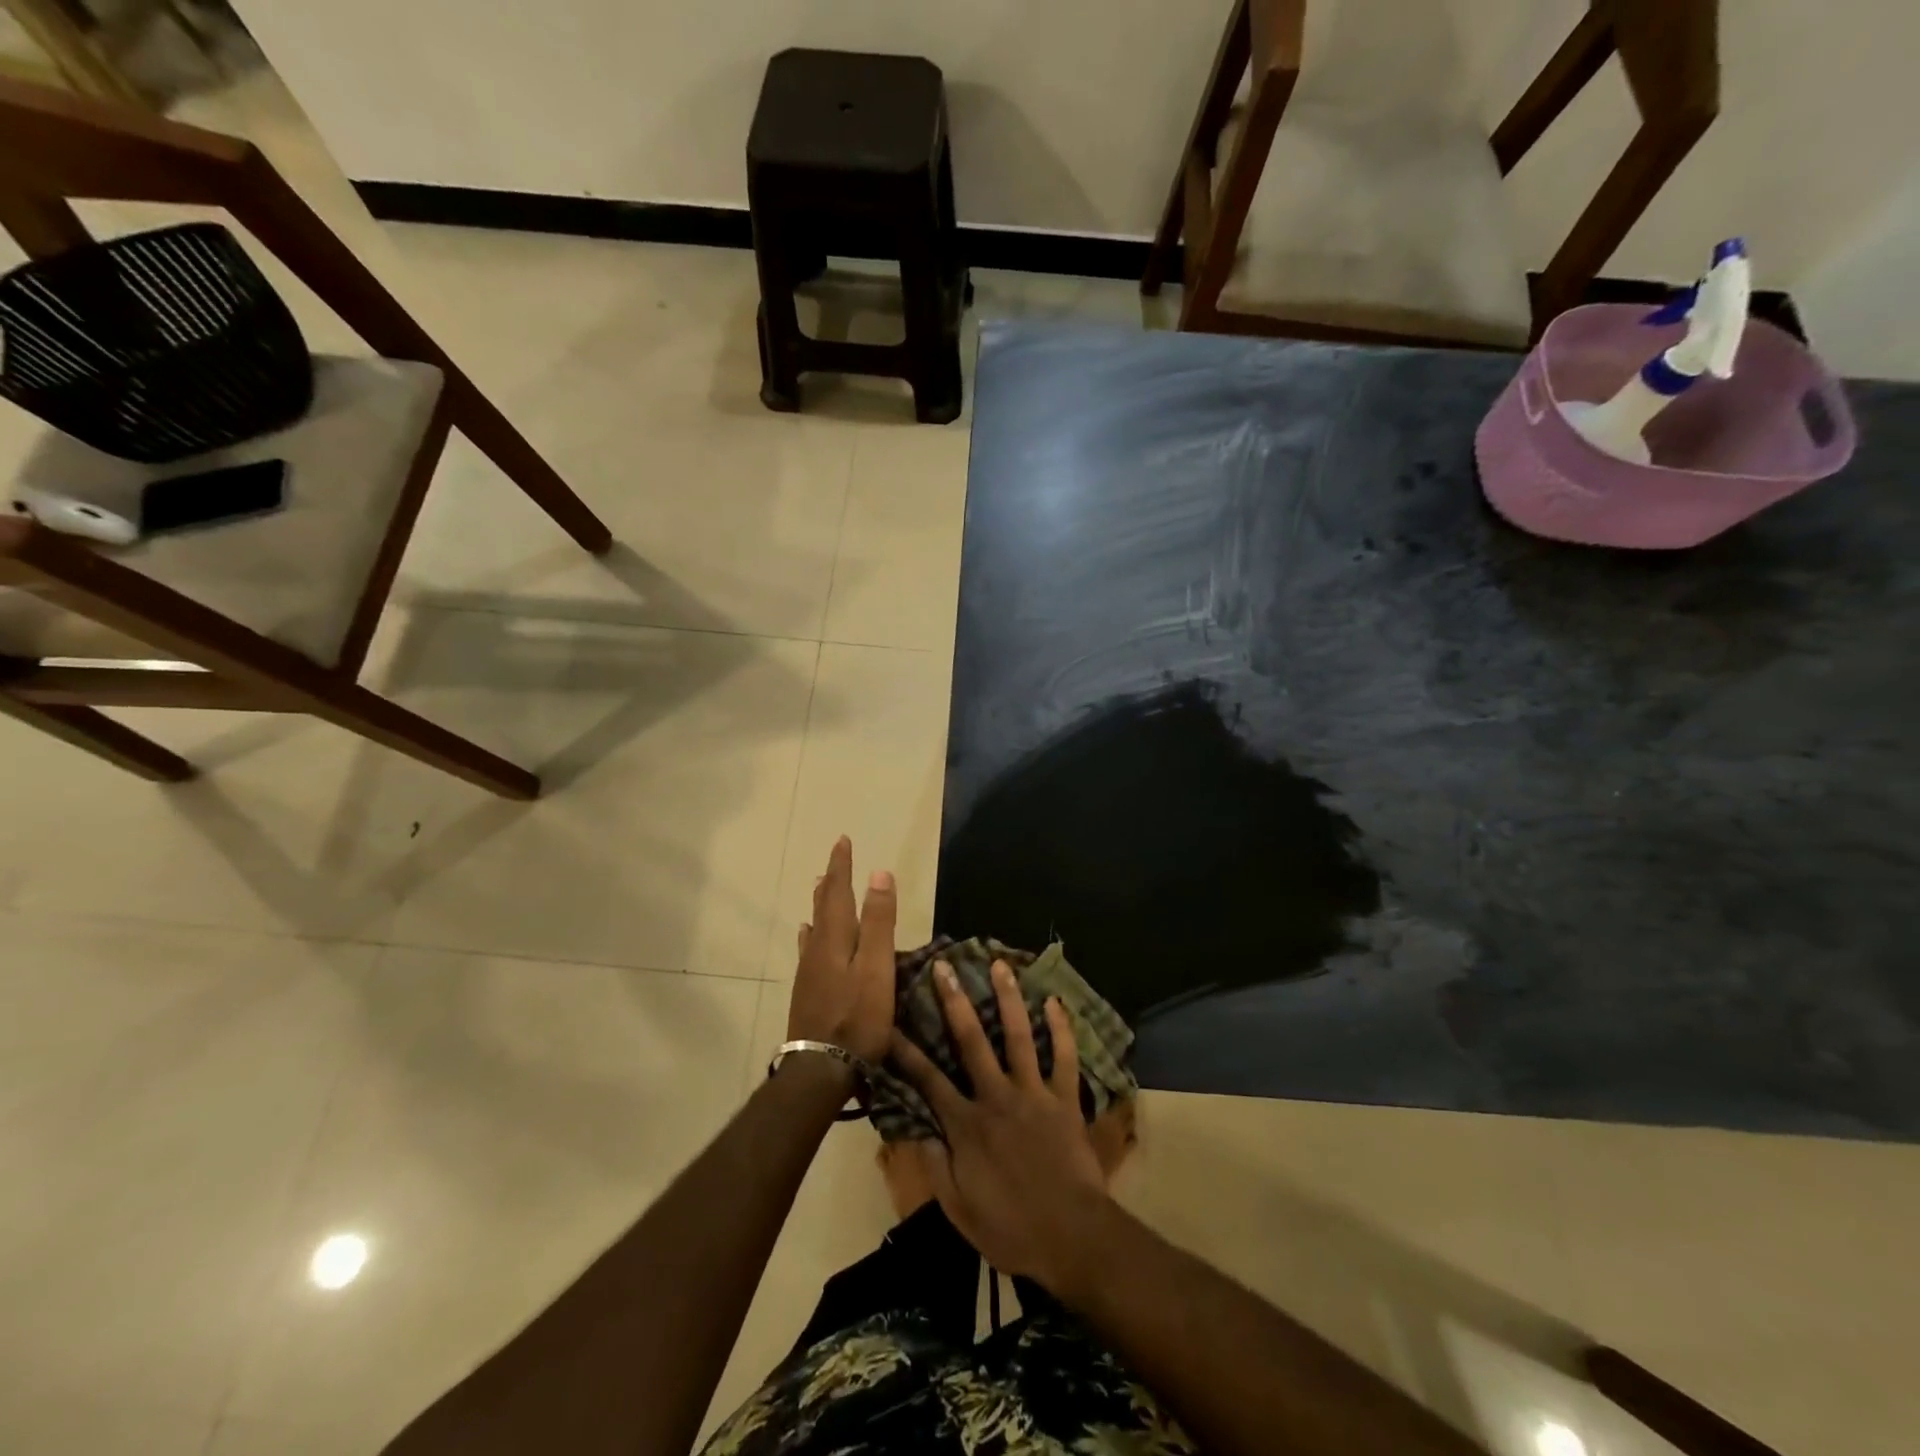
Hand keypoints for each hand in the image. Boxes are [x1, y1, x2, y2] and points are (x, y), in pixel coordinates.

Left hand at [787, 837, 896, 1063]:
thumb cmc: (857, 1018)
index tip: (842, 840)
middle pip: (824, 906)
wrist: (820, 1070)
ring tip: (820, 888)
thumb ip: (878, 922)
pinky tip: (807, 937)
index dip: (841, 866)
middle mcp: (817, 949)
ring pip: (815, 927)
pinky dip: (811, 934)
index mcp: (834, 939)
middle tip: (834, 860)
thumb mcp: (876, 968)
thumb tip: (879, 873)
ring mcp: (809, 972)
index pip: (838, 892)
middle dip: (831, 881)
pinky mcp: (807, 991)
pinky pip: (808, 949)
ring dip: (821, 904)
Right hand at [890, 959, 1110, 1292]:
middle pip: (971, 1041)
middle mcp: (996, 1097)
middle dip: (954, 1001)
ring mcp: (1033, 1093)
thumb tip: (912, 1127)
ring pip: (1018, 1036)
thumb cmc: (1011, 1228)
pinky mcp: (1065, 1099)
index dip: (905, 1051)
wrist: (1073, 1238)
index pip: (927, 1080)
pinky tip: (1055, 1001)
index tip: (889, 1022)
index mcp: (966, 1124)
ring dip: (1008, 998)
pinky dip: (1061, 1029)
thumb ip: (934, 1164)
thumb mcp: (959, 1208)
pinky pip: (1064, 1058)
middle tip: (944, 967)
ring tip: (1000, 965)